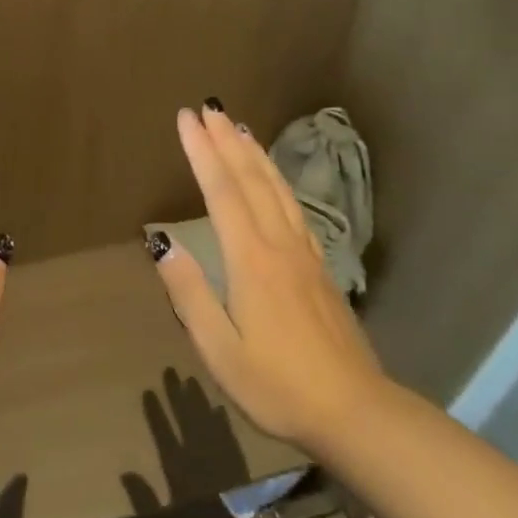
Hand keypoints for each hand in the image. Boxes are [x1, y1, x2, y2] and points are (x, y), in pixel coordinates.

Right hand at [150, 105, 385, 458]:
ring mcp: (303, 252)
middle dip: (225, 140)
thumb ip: (190, 295)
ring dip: (253, 153)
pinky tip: (271, 177)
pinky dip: (276, 179)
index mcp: (251, 260)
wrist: (354, 410)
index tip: (186, 118)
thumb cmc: (278, 385)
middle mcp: (278, 244)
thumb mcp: (220, 351)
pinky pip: (292, 206)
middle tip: (208, 107)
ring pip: (275, 188)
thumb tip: (162, 244)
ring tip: (237, 127)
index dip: (202, 152)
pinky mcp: (318, 265)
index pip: (221, 192)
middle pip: (250, 179)